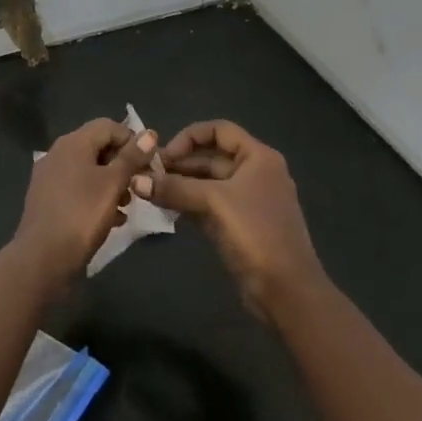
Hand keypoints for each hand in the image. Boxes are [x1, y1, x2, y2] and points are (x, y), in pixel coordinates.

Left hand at [13, 118, 156, 290]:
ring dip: (111, 182)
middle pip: (98, 147)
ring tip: (127, 205)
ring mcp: (49, 177)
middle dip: (123, 164)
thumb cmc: (82, 215)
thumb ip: (132, 157)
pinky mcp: (47, 199)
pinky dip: (96, 196)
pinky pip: (77, 189)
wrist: (42, 259)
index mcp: (72, 143)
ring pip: (89, 170)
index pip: (109, 126)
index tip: (149, 164)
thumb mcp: (113, 184)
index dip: (132, 140)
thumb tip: (149, 133)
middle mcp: (58, 153)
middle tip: (140, 185)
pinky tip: (111, 219)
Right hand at [140, 120, 324, 319]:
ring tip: (149, 192)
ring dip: (180, 185)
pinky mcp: (239, 225)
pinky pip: (209, 205)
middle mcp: (254, 172)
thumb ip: (174, 188)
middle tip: (147, 176)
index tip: (164, 155)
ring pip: (208, 183)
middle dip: (180, 164)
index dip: (189, 137)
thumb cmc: (256, 233)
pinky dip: (188, 204)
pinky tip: (165, 210)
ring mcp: (247, 200)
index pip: (219, 130)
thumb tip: (135, 180)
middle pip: (211, 157)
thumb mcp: (214, 202)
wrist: (287, 290)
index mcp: (258, 157)